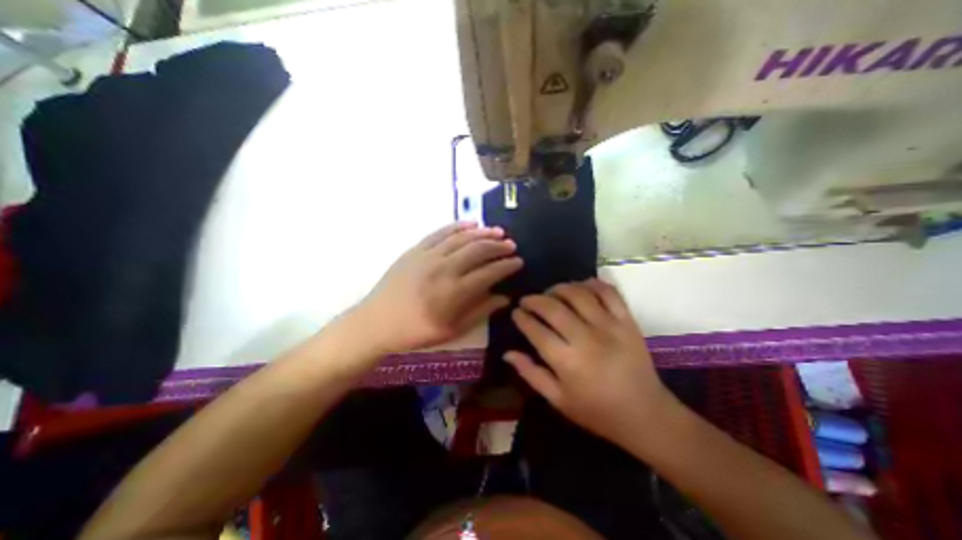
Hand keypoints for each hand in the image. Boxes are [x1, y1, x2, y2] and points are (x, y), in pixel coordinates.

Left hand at [353, 221, 522, 356]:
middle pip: (478, 250)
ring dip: (483, 233)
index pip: (489, 272)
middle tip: (511, 245)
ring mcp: (428, 256)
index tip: (518, 262)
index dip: (507, 266)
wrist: (376, 323)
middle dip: (499, 246)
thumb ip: (480, 312)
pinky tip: (471, 224)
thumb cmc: (416, 332)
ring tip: (498, 231)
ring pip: (462, 238)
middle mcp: (444, 268)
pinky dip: (457, 226)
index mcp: (454, 292)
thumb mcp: (452, 330)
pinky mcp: (416, 249)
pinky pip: (440, 232)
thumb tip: (505, 298)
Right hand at [503, 280, 673, 449]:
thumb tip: (507, 353)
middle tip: (527, 300)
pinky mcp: (627, 321)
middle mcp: (586, 338)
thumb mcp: (558, 400)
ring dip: (559, 288)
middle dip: (534, 300)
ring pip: (578, 294)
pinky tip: (581, 286)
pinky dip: (592, 284)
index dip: (522, 317)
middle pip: (553, 308)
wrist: (646, 414)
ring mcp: (609, 326)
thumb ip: (531, 374)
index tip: (516, 312)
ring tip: (551, 292)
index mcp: (567, 361)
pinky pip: (608, 292)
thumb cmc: (596, 411)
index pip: (536, 330)